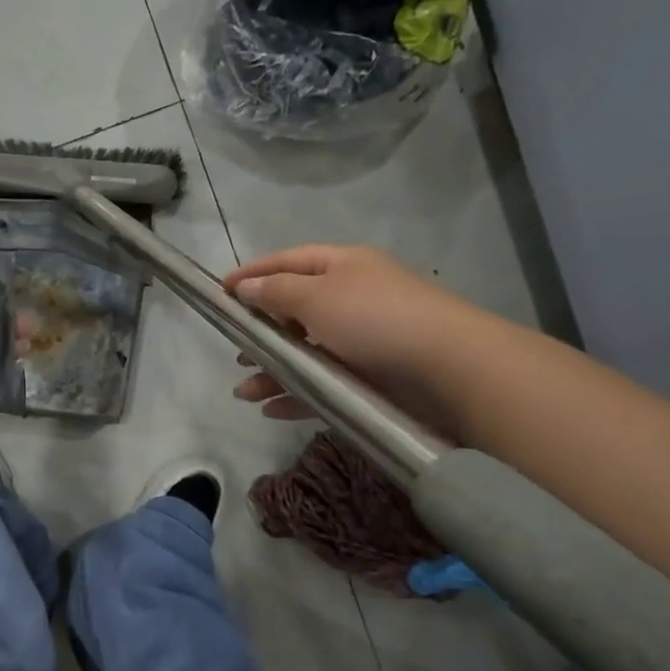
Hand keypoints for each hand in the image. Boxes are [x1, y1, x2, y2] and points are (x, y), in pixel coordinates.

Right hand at [222, 244, 478, 424]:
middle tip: (235, 347)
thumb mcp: (316, 296)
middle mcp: (351, 299)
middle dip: (261, 330)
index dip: (254, 273)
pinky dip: (296, 393)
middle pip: (294, 310)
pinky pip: (322, 383)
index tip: (220, 292)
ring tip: (244, 390)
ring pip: (305, 352)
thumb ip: (275, 292)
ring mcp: (362, 341)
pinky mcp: (369, 378)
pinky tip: (271, 408)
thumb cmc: (375, 319)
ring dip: (273, 369)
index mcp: (342, 267)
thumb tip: (246, 286)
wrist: (449, 369)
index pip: (289, 262)